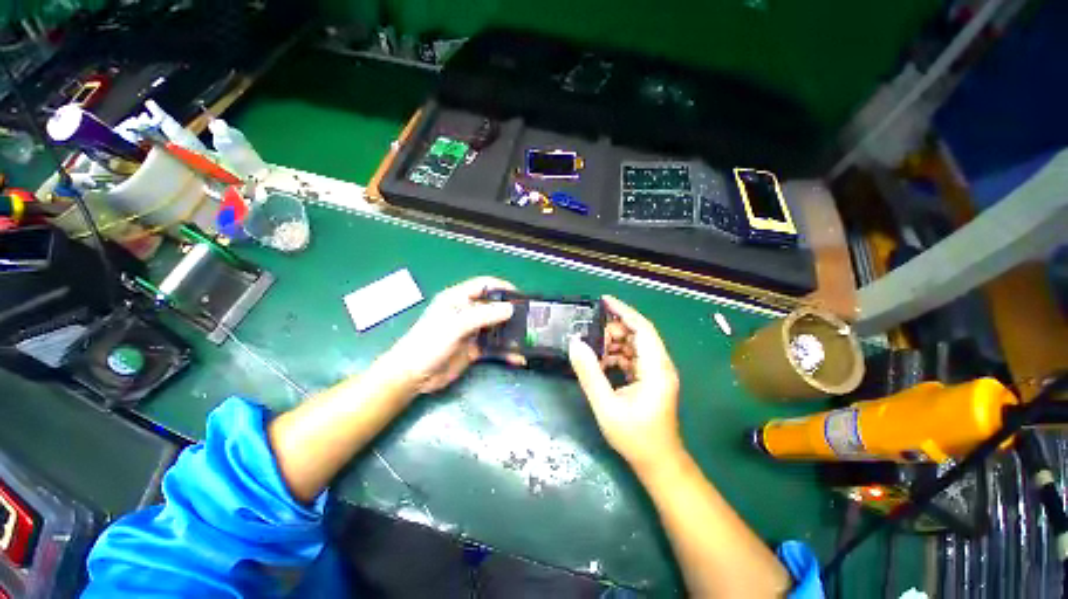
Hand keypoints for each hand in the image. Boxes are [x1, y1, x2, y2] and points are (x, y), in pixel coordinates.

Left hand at [380, 276, 522, 395]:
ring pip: (495, 328)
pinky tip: (517, 357)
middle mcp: (467, 313)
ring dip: (510, 333)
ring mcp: (471, 331)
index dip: (502, 287)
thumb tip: (510, 309)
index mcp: (458, 299)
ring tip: (527, 338)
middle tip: (529, 319)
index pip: (484, 285)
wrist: (414, 376)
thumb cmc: (429, 343)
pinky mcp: (474, 349)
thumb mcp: (456, 325)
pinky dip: (505, 351)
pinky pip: (493, 347)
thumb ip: (483, 315)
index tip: (520, 296)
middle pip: (493, 307)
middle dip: (510, 312)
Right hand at [569, 296, 682, 472]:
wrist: (658, 463)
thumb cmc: (635, 438)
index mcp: (656, 369)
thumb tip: (575, 343)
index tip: (603, 300)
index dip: (624, 311)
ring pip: (633, 345)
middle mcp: (660, 365)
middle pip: (638, 334)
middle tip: (589, 332)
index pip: (642, 329)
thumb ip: (589, 373)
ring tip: (592, 349)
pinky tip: (600, 363)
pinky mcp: (650, 379)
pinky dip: (615, 356)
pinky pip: (632, 357)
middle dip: (613, 329)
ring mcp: (656, 372)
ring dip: (613, 344)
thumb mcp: (606, 406)